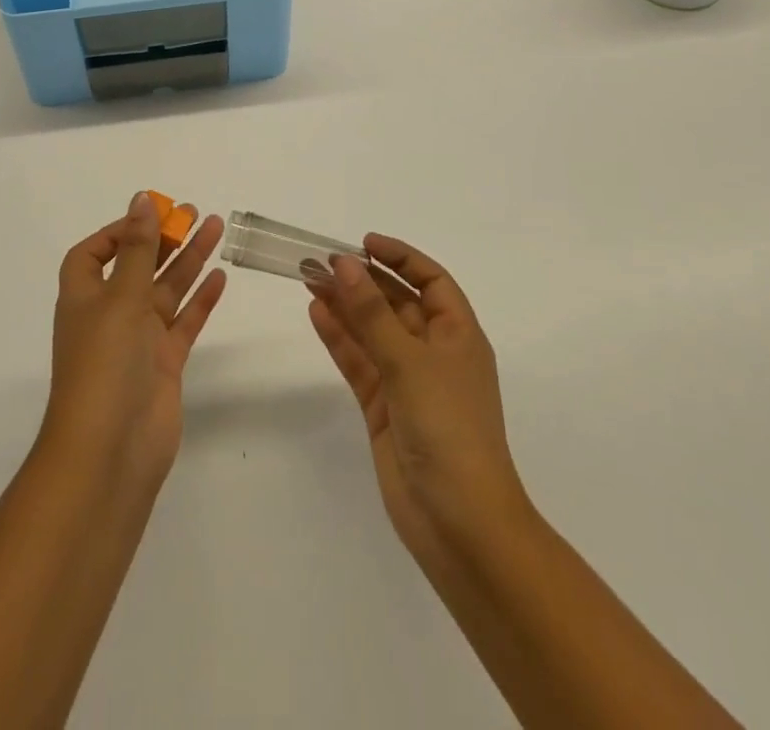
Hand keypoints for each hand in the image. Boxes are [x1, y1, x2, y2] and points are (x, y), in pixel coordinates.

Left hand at [41, 193, 227, 494]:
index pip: (93, 254)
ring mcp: (139, 340)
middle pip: (138, 266)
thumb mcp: (120, 298)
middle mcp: (110, 314)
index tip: (150, 216)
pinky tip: (220, 277)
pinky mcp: (164, 363)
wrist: (110, 453)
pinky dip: (201, 300)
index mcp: (85, 297)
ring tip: (217, 228)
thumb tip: (141, 200)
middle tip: (194, 212)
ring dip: (189, 260)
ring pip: (167, 290)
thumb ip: (138, 249)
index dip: (118, 232)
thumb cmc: (104, 366)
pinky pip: (185, 322)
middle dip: (162, 239)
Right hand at [308, 236, 531, 567]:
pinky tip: (317, 314)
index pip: (431, 280)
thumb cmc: (449, 429)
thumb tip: (345, 264)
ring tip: (309, 279)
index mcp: (459, 335)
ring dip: (345, 305)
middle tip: (321, 261)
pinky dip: (339, 338)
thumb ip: (373, 314)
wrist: (460, 524)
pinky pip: (359, 362)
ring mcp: (408, 381)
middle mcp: (434, 352)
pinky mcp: (384, 408)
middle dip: (363, 281)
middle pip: (396, 303)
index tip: (364, 244)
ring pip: (372, 331)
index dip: (401, 257)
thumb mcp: (411, 363)